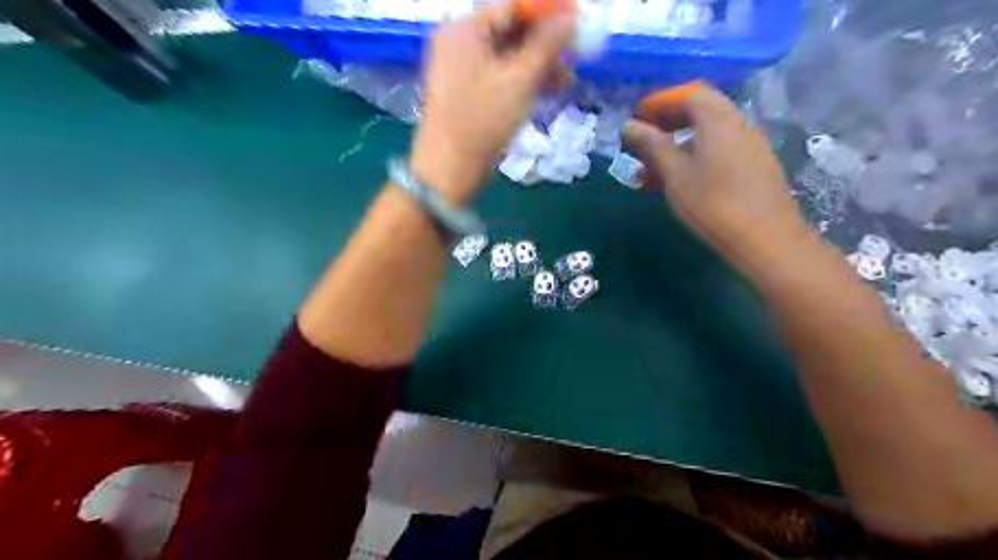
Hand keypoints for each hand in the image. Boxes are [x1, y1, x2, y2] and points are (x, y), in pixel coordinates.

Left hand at [409, 5, 573, 204]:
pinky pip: (500, 77)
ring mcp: (462, 70)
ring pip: (508, 57)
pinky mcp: (468, 94)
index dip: (547, 11)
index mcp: (465, 28)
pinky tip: (549, 90)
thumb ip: (548, 44)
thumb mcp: (520, 79)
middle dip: (545, 42)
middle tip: (576, 51)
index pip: (512, 6)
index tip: (576, 20)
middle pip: (510, 30)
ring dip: (539, 65)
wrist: (449, 168)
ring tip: (568, 78)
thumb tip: (572, 17)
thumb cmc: (483, 119)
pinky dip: (523, 81)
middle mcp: (460, 42)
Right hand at [622, 85, 808, 263]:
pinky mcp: (755, 166)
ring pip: (709, 133)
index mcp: (718, 119)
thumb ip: (652, 146)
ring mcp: (750, 145)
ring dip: (679, 144)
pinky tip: (682, 181)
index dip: (660, 102)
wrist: (765, 238)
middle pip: (700, 110)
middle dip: (668, 122)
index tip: (638, 119)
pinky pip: (720, 149)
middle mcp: (738, 124)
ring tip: (655, 170)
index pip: (688, 94)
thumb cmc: (713, 203)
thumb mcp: (675, 173)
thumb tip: (629, 126)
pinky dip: (696, 156)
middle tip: (644, 141)